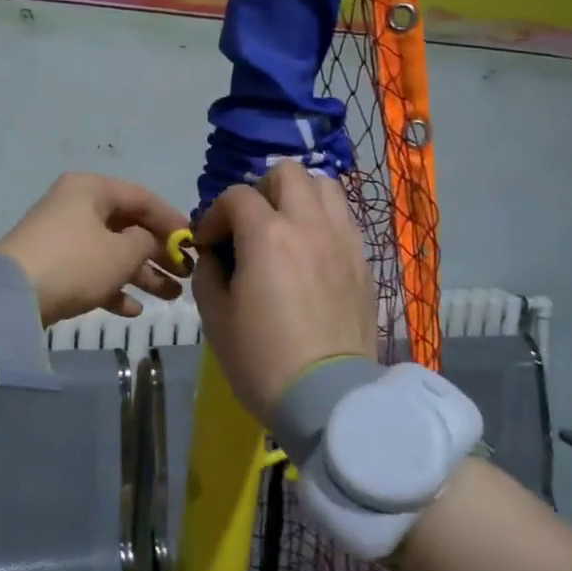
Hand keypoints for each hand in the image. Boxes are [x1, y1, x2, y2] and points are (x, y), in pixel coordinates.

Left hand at [0, 173, 188, 327]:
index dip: (172, 221)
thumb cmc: (75, 263)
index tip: (195, 244)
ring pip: (111, 252)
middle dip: (159, 253)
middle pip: (128, 226)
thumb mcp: (121, 252)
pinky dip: (112, 287)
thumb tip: (148, 240)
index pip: (142, 198)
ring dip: (142, 274)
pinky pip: (91, 271)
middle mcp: (76, 206)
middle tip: (187, 276)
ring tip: (172, 297)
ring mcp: (62, 237)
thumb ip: (146, 242)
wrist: (11, 298)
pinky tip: (133, 310)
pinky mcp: (53, 266)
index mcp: (91, 189)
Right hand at [191, 161, 376, 425]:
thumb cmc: (261, 358)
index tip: (208, 245)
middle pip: (287, 172)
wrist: (327, 398)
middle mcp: (309, 224)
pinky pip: (343, 219)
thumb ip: (208, 271)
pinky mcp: (363, 261)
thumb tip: (214, 253)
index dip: (215, 215)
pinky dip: (322, 220)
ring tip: (284, 227)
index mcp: (267, 234)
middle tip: (249, 224)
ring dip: (298, 196)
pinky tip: (310, 251)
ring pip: (325, 186)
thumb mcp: (215, 316)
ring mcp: (343, 240)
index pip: (236, 196)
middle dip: (260, 189)